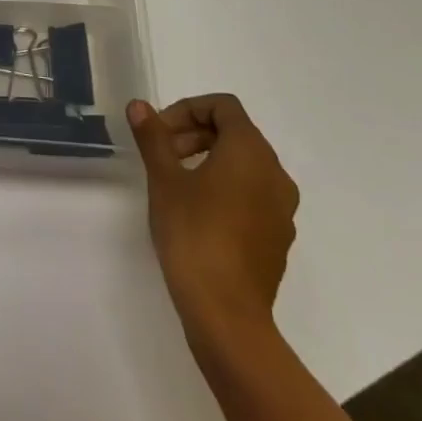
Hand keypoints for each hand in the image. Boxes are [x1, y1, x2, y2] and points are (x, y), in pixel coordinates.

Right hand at [126, 93, 298, 338]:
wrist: (227, 314)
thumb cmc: (194, 234)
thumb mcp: (164, 179)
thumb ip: (153, 137)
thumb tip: (139, 106)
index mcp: (251, 152)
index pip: (223, 107)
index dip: (187, 109)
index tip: (159, 131)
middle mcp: (275, 174)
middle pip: (235, 134)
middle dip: (194, 134)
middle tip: (160, 153)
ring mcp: (282, 209)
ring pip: (244, 165)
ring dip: (208, 160)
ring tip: (174, 182)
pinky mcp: (278, 238)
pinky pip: (252, 195)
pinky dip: (224, 188)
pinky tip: (196, 213)